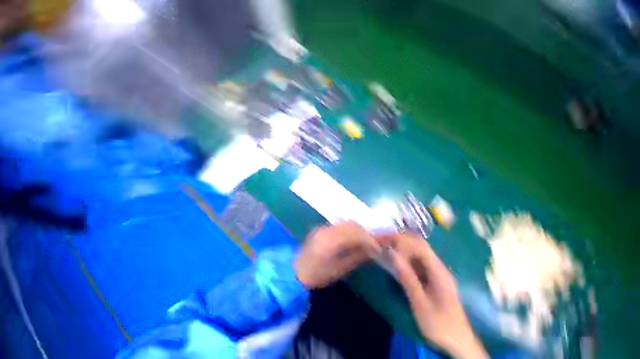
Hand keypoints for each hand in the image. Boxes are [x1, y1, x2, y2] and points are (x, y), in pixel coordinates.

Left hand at [295, 221, 382, 288]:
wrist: (295, 271)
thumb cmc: (317, 275)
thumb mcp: (339, 269)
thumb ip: (357, 256)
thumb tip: (374, 249)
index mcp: (330, 241)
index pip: (355, 233)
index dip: (370, 238)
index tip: (380, 245)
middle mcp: (327, 229)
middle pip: (352, 225)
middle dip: (367, 231)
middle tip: (377, 240)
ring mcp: (324, 227)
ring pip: (347, 223)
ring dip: (360, 229)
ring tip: (368, 239)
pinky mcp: (322, 227)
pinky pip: (341, 224)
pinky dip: (351, 229)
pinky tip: (356, 236)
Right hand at [383, 233, 487, 358]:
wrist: (458, 342)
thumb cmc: (440, 325)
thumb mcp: (421, 304)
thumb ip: (407, 277)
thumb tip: (392, 253)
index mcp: (439, 271)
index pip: (419, 245)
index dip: (401, 240)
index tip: (384, 241)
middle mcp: (438, 266)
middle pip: (419, 244)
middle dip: (400, 239)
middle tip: (382, 241)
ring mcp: (436, 271)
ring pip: (417, 250)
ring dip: (401, 246)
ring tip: (385, 247)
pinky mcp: (432, 277)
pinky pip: (417, 260)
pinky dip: (404, 256)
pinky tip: (395, 259)